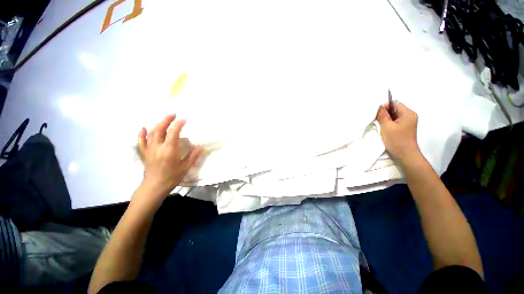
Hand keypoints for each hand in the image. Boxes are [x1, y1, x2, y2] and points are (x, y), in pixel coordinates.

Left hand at [137, 115, 201, 198]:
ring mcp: (149, 149)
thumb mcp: (186, 167)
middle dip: (167, 120)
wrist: (154, 187)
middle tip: (173, 114)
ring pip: (151, 133)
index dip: (178, 124)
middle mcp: (158, 146)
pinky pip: (141, 141)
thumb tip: (199, 146)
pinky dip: (141, 134)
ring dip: (157, 124)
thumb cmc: (172, 177)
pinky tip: (143, 128)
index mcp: (169, 149)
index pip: (173, 132)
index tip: (184, 119)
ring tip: (164, 119)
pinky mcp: (144, 153)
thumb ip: (193, 156)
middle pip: (160, 129)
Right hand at [376, 102, 419, 163]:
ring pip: (395, 115)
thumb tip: (380, 107)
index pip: (395, 103)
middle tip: (377, 120)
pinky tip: (385, 129)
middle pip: (395, 109)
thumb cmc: (396, 140)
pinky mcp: (406, 128)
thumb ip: (383, 115)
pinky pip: (396, 121)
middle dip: (385, 113)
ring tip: (381, 125)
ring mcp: (409, 122)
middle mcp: (410, 115)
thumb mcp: (386, 126)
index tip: (377, 115)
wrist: (405, 155)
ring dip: (387, 119)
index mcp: (408, 113)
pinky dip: (390, 123)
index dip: (384, 107)